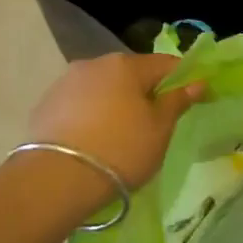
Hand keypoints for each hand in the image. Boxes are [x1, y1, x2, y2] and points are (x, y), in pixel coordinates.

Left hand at [28, 52, 205, 190]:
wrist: (57, 179)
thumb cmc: (121, 150)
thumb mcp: (159, 130)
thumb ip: (177, 101)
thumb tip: (197, 82)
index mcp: (126, 64)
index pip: (165, 63)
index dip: (183, 78)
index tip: (193, 96)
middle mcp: (94, 63)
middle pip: (130, 73)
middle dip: (145, 91)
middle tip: (155, 121)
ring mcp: (66, 82)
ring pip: (102, 87)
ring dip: (115, 102)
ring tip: (120, 133)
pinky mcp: (45, 103)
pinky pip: (79, 103)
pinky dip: (91, 114)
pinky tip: (93, 139)